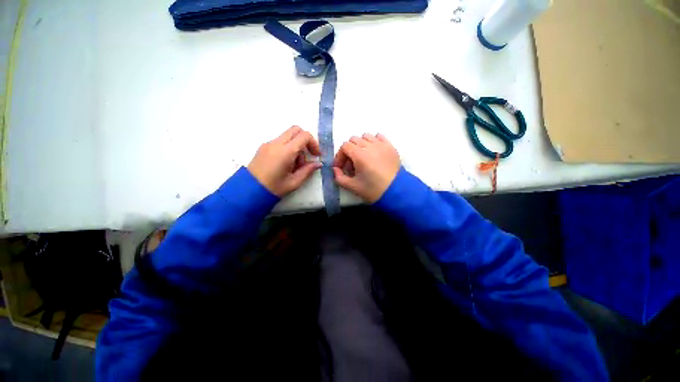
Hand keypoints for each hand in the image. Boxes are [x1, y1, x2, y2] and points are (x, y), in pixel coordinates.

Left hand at [248, 126, 321, 196]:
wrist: (249, 191)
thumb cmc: (272, 188)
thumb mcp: (293, 182)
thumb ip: (307, 171)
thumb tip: (317, 163)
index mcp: (286, 151)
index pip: (304, 136)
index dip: (313, 143)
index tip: (315, 155)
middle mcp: (277, 143)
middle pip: (295, 129)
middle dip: (304, 140)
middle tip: (306, 156)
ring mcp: (268, 144)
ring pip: (287, 135)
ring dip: (294, 145)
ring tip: (293, 165)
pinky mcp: (263, 147)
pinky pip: (278, 141)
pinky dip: (285, 147)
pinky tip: (283, 164)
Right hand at [333, 133, 400, 202]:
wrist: (396, 192)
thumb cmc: (374, 190)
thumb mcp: (353, 187)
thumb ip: (339, 178)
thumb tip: (335, 170)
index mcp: (359, 155)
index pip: (345, 146)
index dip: (340, 156)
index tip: (341, 167)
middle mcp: (370, 146)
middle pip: (354, 139)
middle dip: (349, 150)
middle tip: (352, 164)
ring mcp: (381, 145)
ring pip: (366, 136)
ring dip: (361, 144)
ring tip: (363, 156)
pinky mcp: (390, 146)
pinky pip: (380, 136)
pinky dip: (374, 140)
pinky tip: (374, 151)